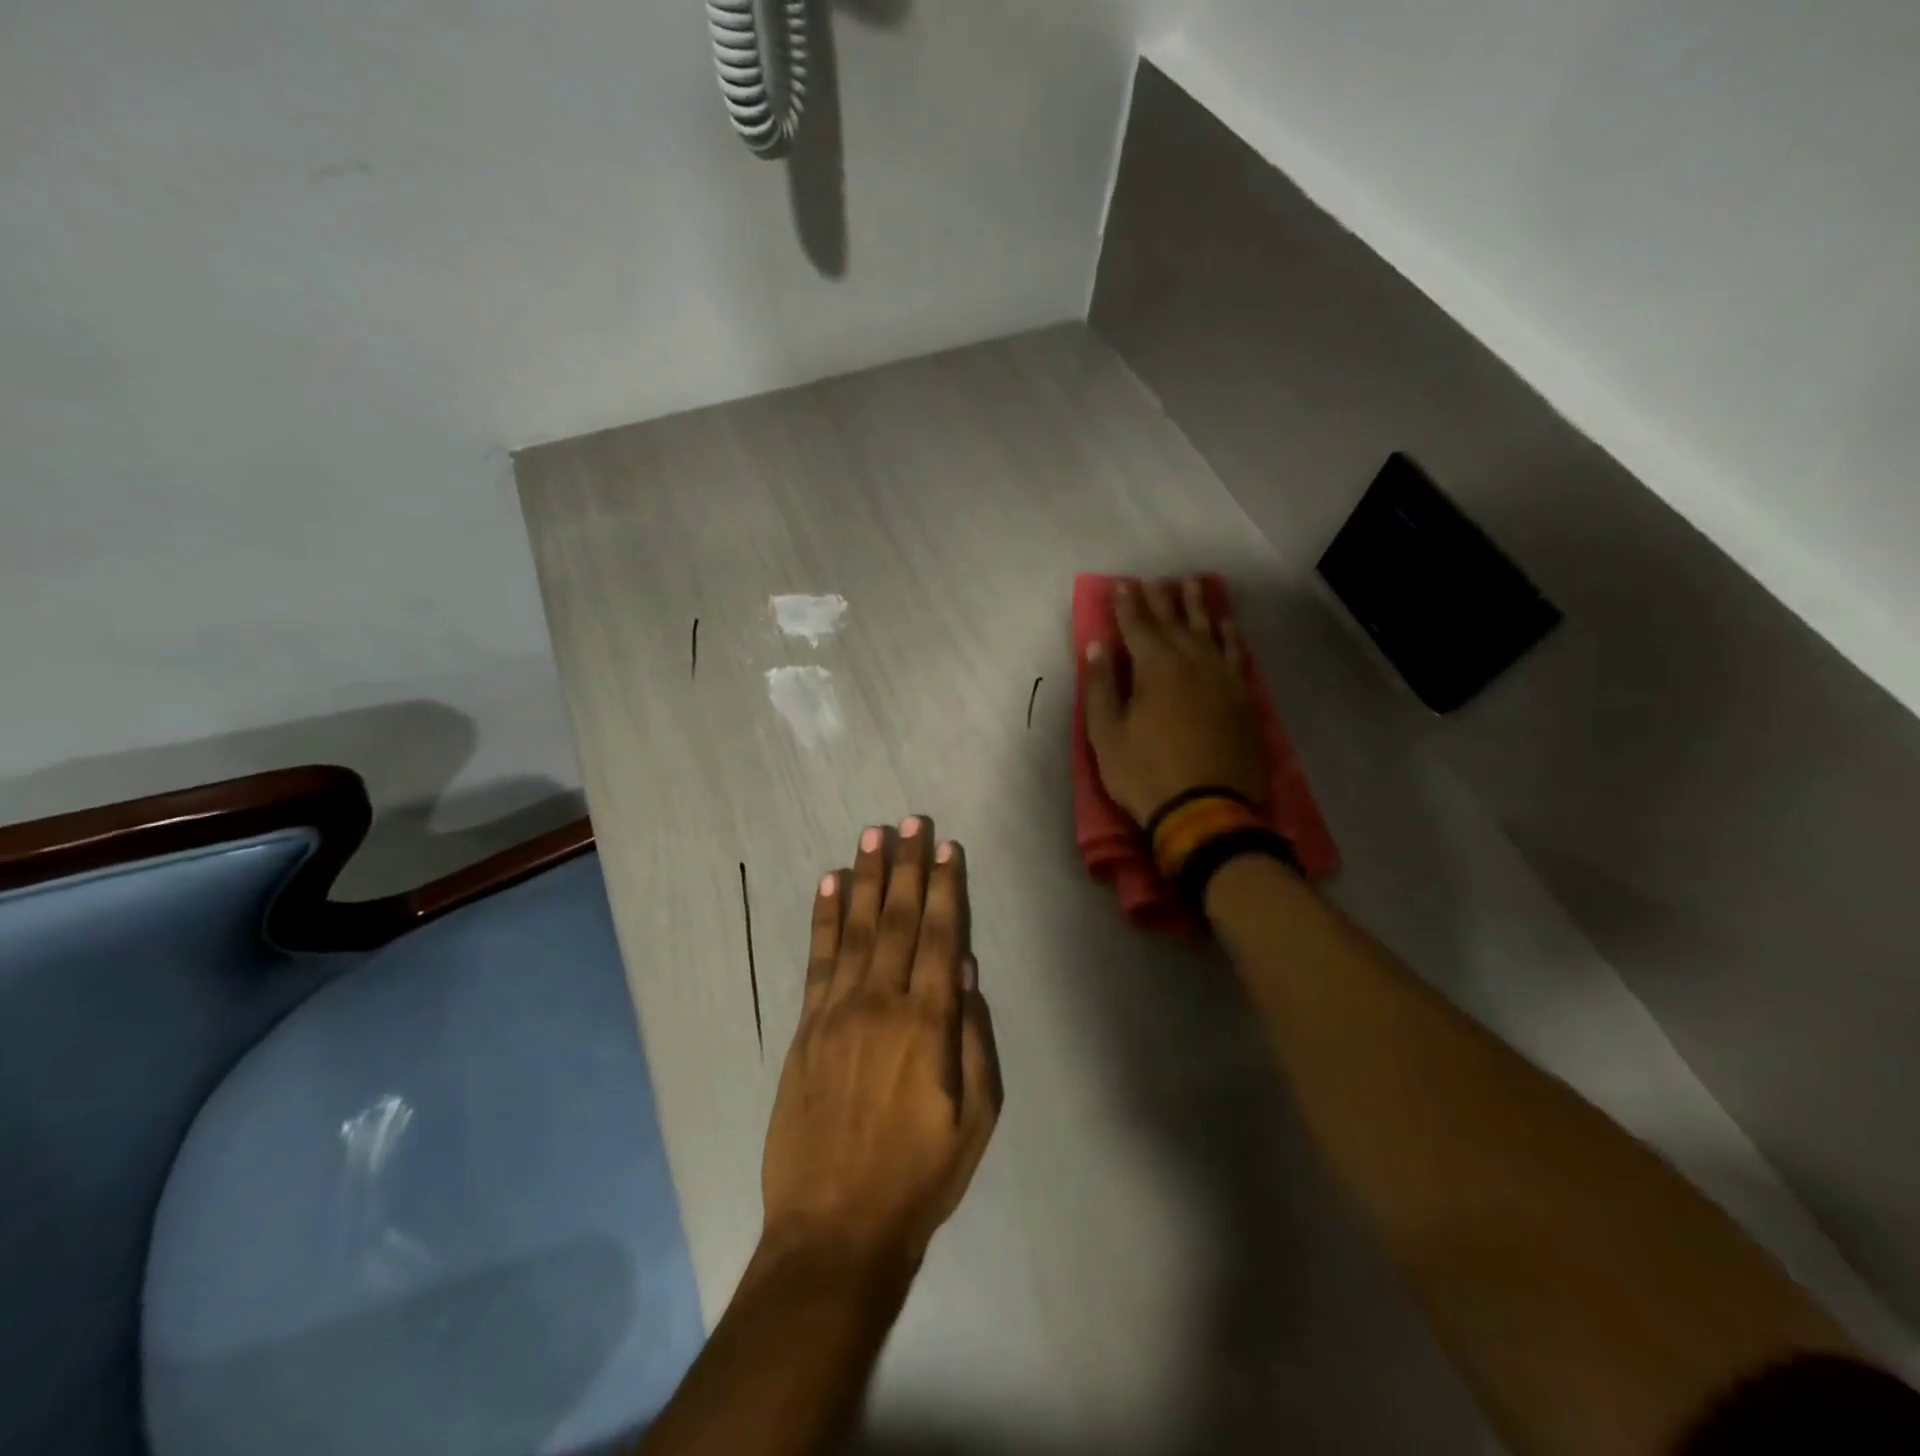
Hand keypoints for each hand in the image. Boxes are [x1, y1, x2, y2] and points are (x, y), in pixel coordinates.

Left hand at [761, 817, 1000, 1277]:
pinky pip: (818, 958)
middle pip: (900, 919)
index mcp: (928, 1024)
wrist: (834, 1229)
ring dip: (867, 878)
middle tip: (910, 819)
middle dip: (907, 866)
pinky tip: (831, 884)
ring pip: (858, 928)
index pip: (942, 937)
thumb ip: (975, 1039)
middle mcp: (882, 1003)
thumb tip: (968, 971)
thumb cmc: (919, 1177)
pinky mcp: (806, 1027)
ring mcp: (838, 1011)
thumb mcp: (976, 1119)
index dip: (946, 888)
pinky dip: (825, 917)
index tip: (946, 847)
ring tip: (872, 835)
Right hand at [1083, 577, 1263, 824]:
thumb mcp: (1106, 735)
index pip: (1138, 626)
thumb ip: (1101, 687)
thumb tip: (1098, 646)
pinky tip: (1226, 624)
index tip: (1121, 585)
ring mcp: (1221, 678)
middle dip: (1160, 599)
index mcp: (1155, 668)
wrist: (1207, 811)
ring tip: (1192, 585)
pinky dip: (1229, 634)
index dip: (1127, 605)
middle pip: (1174, 622)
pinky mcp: (1241, 697)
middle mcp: (1191, 662)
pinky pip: (1235, 653)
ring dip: (1198, 607)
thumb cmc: (1146, 774)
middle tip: (1153, 579)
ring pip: (1209, 630)